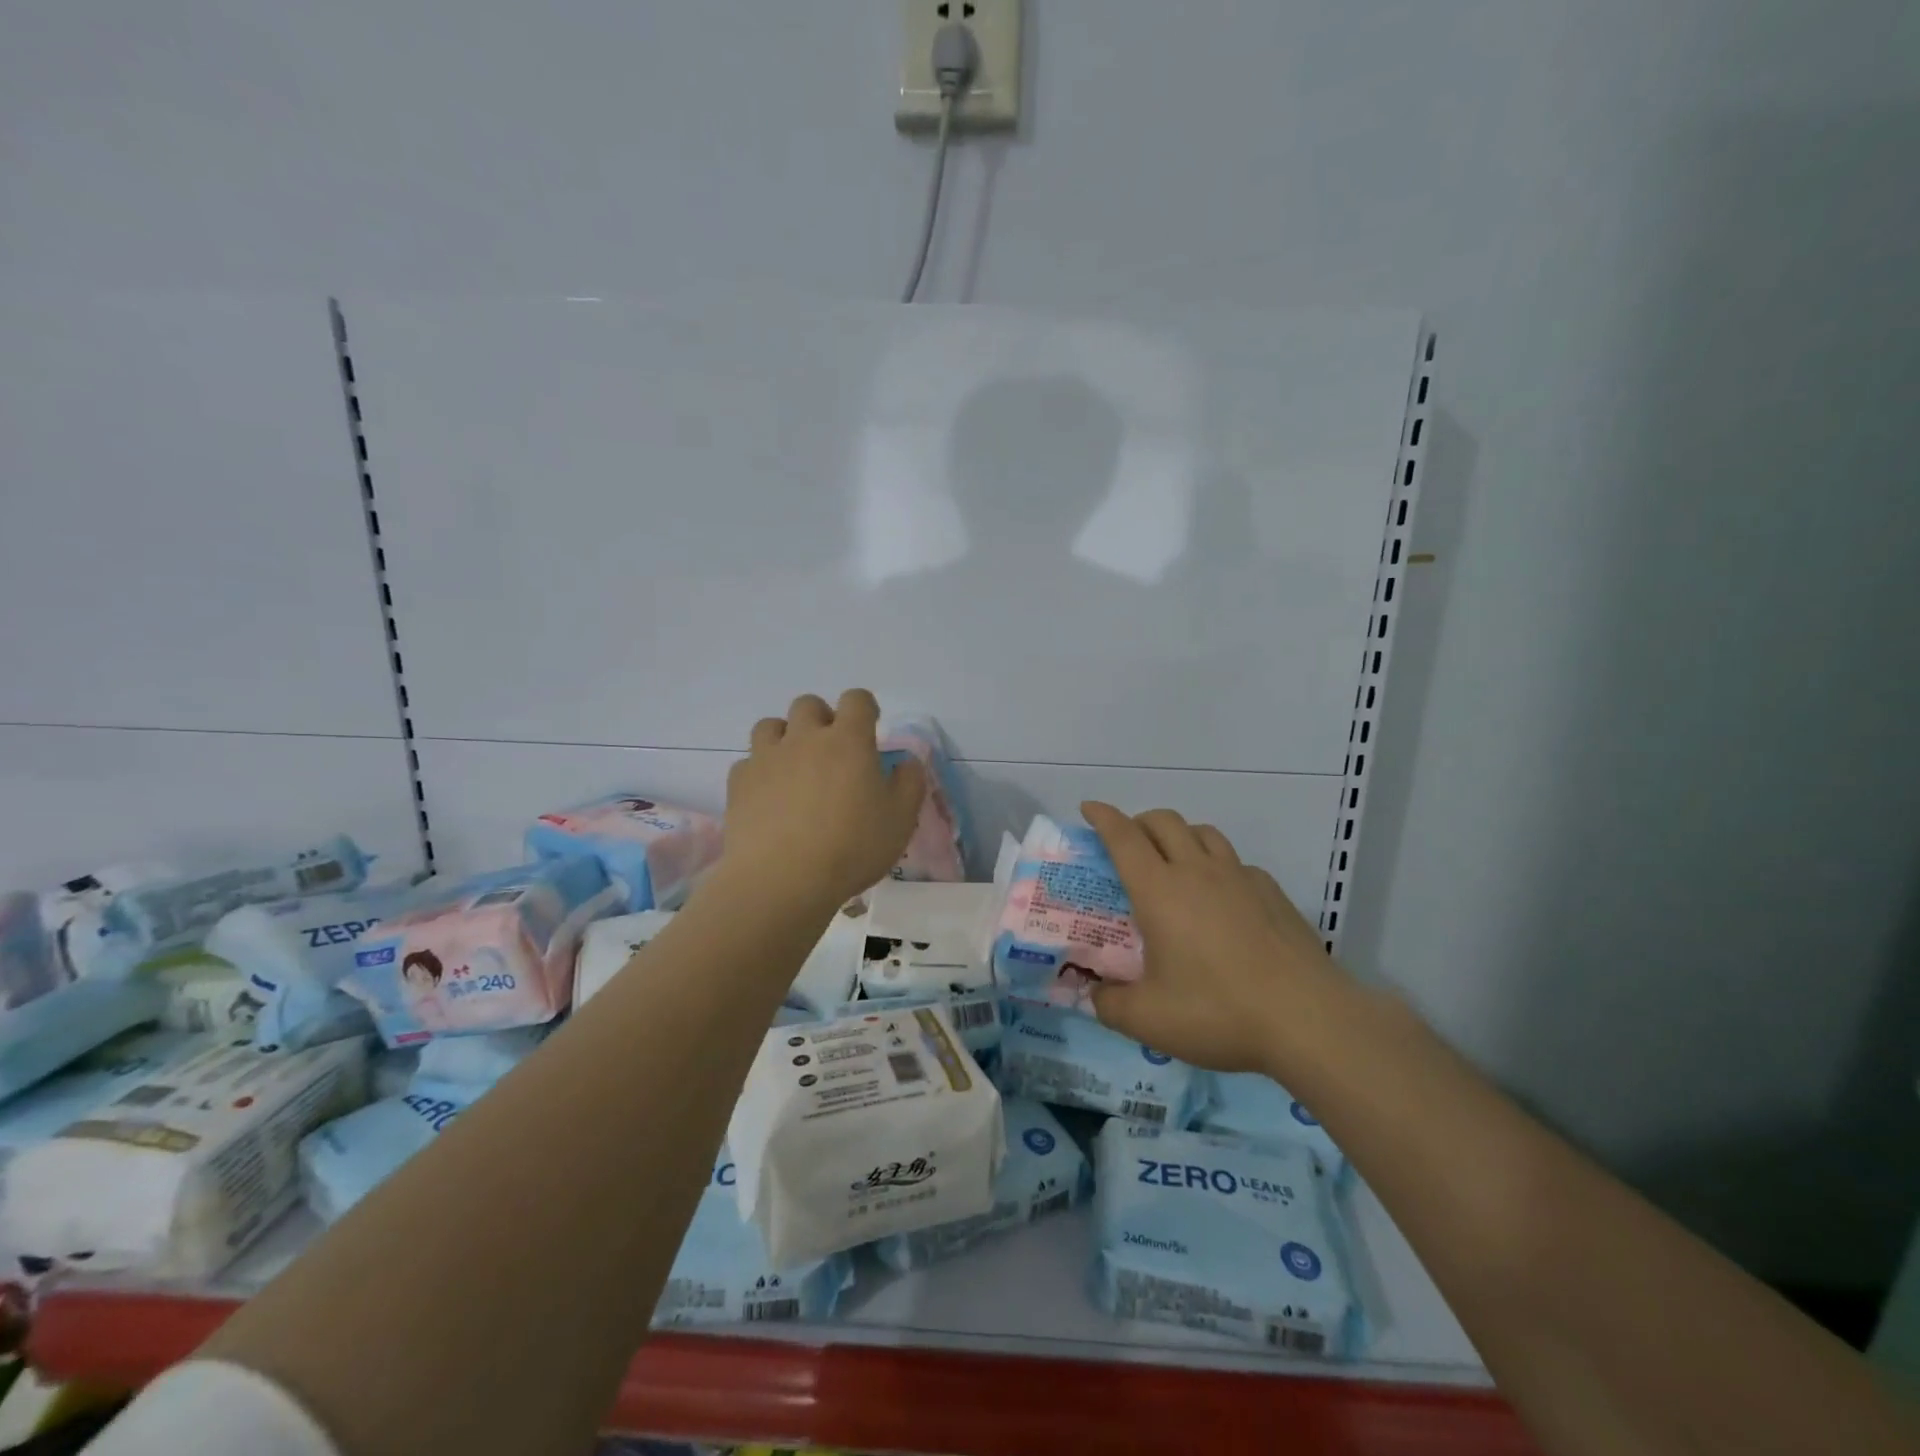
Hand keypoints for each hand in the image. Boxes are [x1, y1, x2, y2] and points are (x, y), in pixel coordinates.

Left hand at [722, 690, 924, 908]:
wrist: (782, 880)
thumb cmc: (852, 847)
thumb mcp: (901, 819)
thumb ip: (910, 783)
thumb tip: (907, 762)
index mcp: (848, 740)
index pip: (856, 700)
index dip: (865, 708)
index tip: (870, 727)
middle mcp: (804, 738)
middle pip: (808, 705)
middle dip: (822, 718)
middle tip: (832, 751)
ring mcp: (766, 758)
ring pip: (771, 726)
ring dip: (785, 737)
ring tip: (796, 767)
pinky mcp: (739, 783)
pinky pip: (749, 763)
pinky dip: (761, 772)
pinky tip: (769, 797)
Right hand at [1082, 801, 1342, 1076]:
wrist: (1307, 1019)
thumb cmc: (1218, 1012)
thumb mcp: (1147, 1020)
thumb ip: (1110, 1005)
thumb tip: (1096, 995)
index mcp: (1159, 890)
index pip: (1123, 837)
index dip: (1103, 817)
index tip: (1088, 808)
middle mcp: (1197, 871)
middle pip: (1163, 821)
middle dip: (1139, 822)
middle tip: (1127, 844)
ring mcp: (1239, 877)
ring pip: (1203, 832)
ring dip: (1180, 836)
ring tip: (1173, 862)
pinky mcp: (1271, 892)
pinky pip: (1235, 861)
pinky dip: (1217, 865)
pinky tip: (1220, 898)